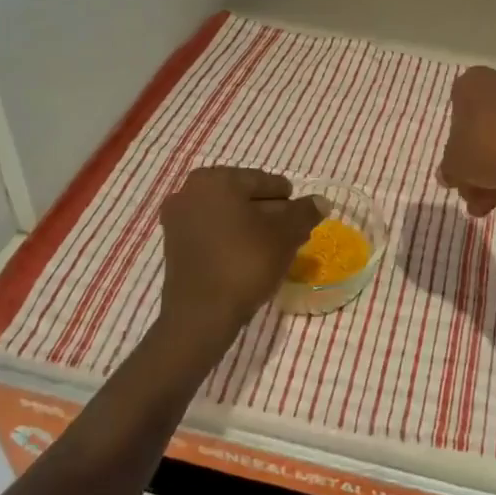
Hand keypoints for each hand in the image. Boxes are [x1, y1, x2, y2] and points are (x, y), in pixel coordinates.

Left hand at [158, 167, 324, 356]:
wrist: (202, 315)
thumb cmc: (246, 263)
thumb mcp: (286, 234)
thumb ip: (305, 212)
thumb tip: (321, 201)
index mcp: (216, 179)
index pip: (266, 182)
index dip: (289, 202)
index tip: (301, 222)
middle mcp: (190, 190)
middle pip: (245, 197)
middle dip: (270, 214)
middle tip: (291, 237)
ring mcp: (177, 218)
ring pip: (229, 216)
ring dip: (252, 228)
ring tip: (273, 251)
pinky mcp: (173, 245)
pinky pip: (212, 233)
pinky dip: (232, 240)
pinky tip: (249, 259)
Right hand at [439, 67, 495, 216]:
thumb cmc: (492, 145)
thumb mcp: (456, 163)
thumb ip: (448, 169)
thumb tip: (448, 174)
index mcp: (471, 83)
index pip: (454, 112)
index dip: (453, 146)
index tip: (456, 170)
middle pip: (479, 130)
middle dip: (473, 166)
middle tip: (469, 193)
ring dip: (490, 174)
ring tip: (483, 207)